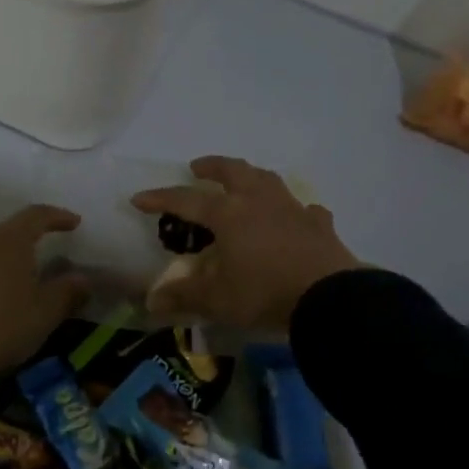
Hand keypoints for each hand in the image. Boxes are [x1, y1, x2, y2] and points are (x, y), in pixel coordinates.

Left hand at [0, 205, 90, 372]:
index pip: (37, 215)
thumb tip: (84, 278)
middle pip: (8, 227)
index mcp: (11, 239)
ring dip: (2, 249)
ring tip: (13, 269)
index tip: (74, 223)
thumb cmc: (4, 325)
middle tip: (41, 252)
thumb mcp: (45, 312)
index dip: (57, 216)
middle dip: (27, 235)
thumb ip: (68, 291)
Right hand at [132, 156, 360, 328]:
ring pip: (269, 180)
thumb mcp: (217, 300)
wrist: (330, 299)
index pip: (186, 200)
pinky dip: (296, 210)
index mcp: (228, 214)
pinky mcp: (319, 225)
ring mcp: (292, 210)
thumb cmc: (264, 293)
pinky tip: (297, 215)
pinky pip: (305, 210)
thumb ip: (184, 296)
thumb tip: (150, 302)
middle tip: (198, 167)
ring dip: (251, 176)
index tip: (138, 198)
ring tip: (244, 180)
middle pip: (233, 171)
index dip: (160, 198)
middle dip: (212, 166)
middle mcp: (258, 202)